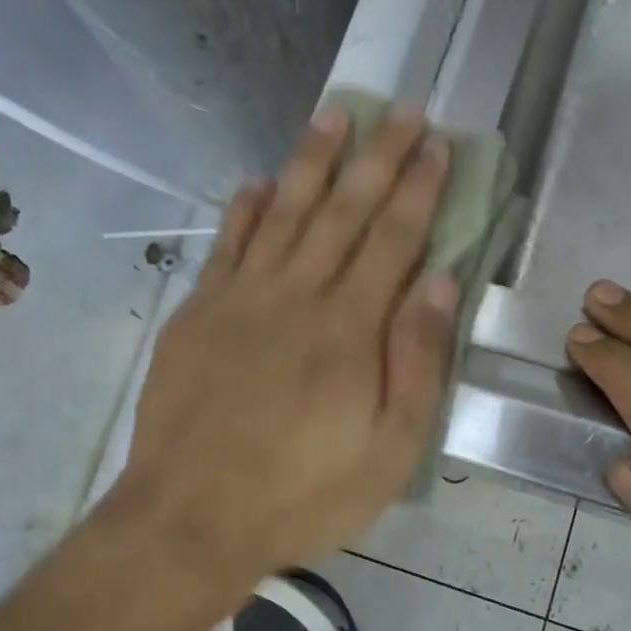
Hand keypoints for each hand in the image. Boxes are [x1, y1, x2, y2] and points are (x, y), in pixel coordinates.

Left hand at [99, 105, 458, 593]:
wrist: (189, 520)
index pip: (394, 238)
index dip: (419, 188)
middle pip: (344, 211)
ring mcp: (240, 299)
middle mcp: (297, 296)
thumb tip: (440, 281)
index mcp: (350, 328)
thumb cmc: (304, 493)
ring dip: (312, 161)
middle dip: (378, 157)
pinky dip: (244, 211)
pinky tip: (258, 182)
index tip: (436, 143)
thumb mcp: (390, 448)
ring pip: (284, 213)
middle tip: (401, 110)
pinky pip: (226, 247)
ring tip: (335, 116)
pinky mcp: (198, 314)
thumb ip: (417, 359)